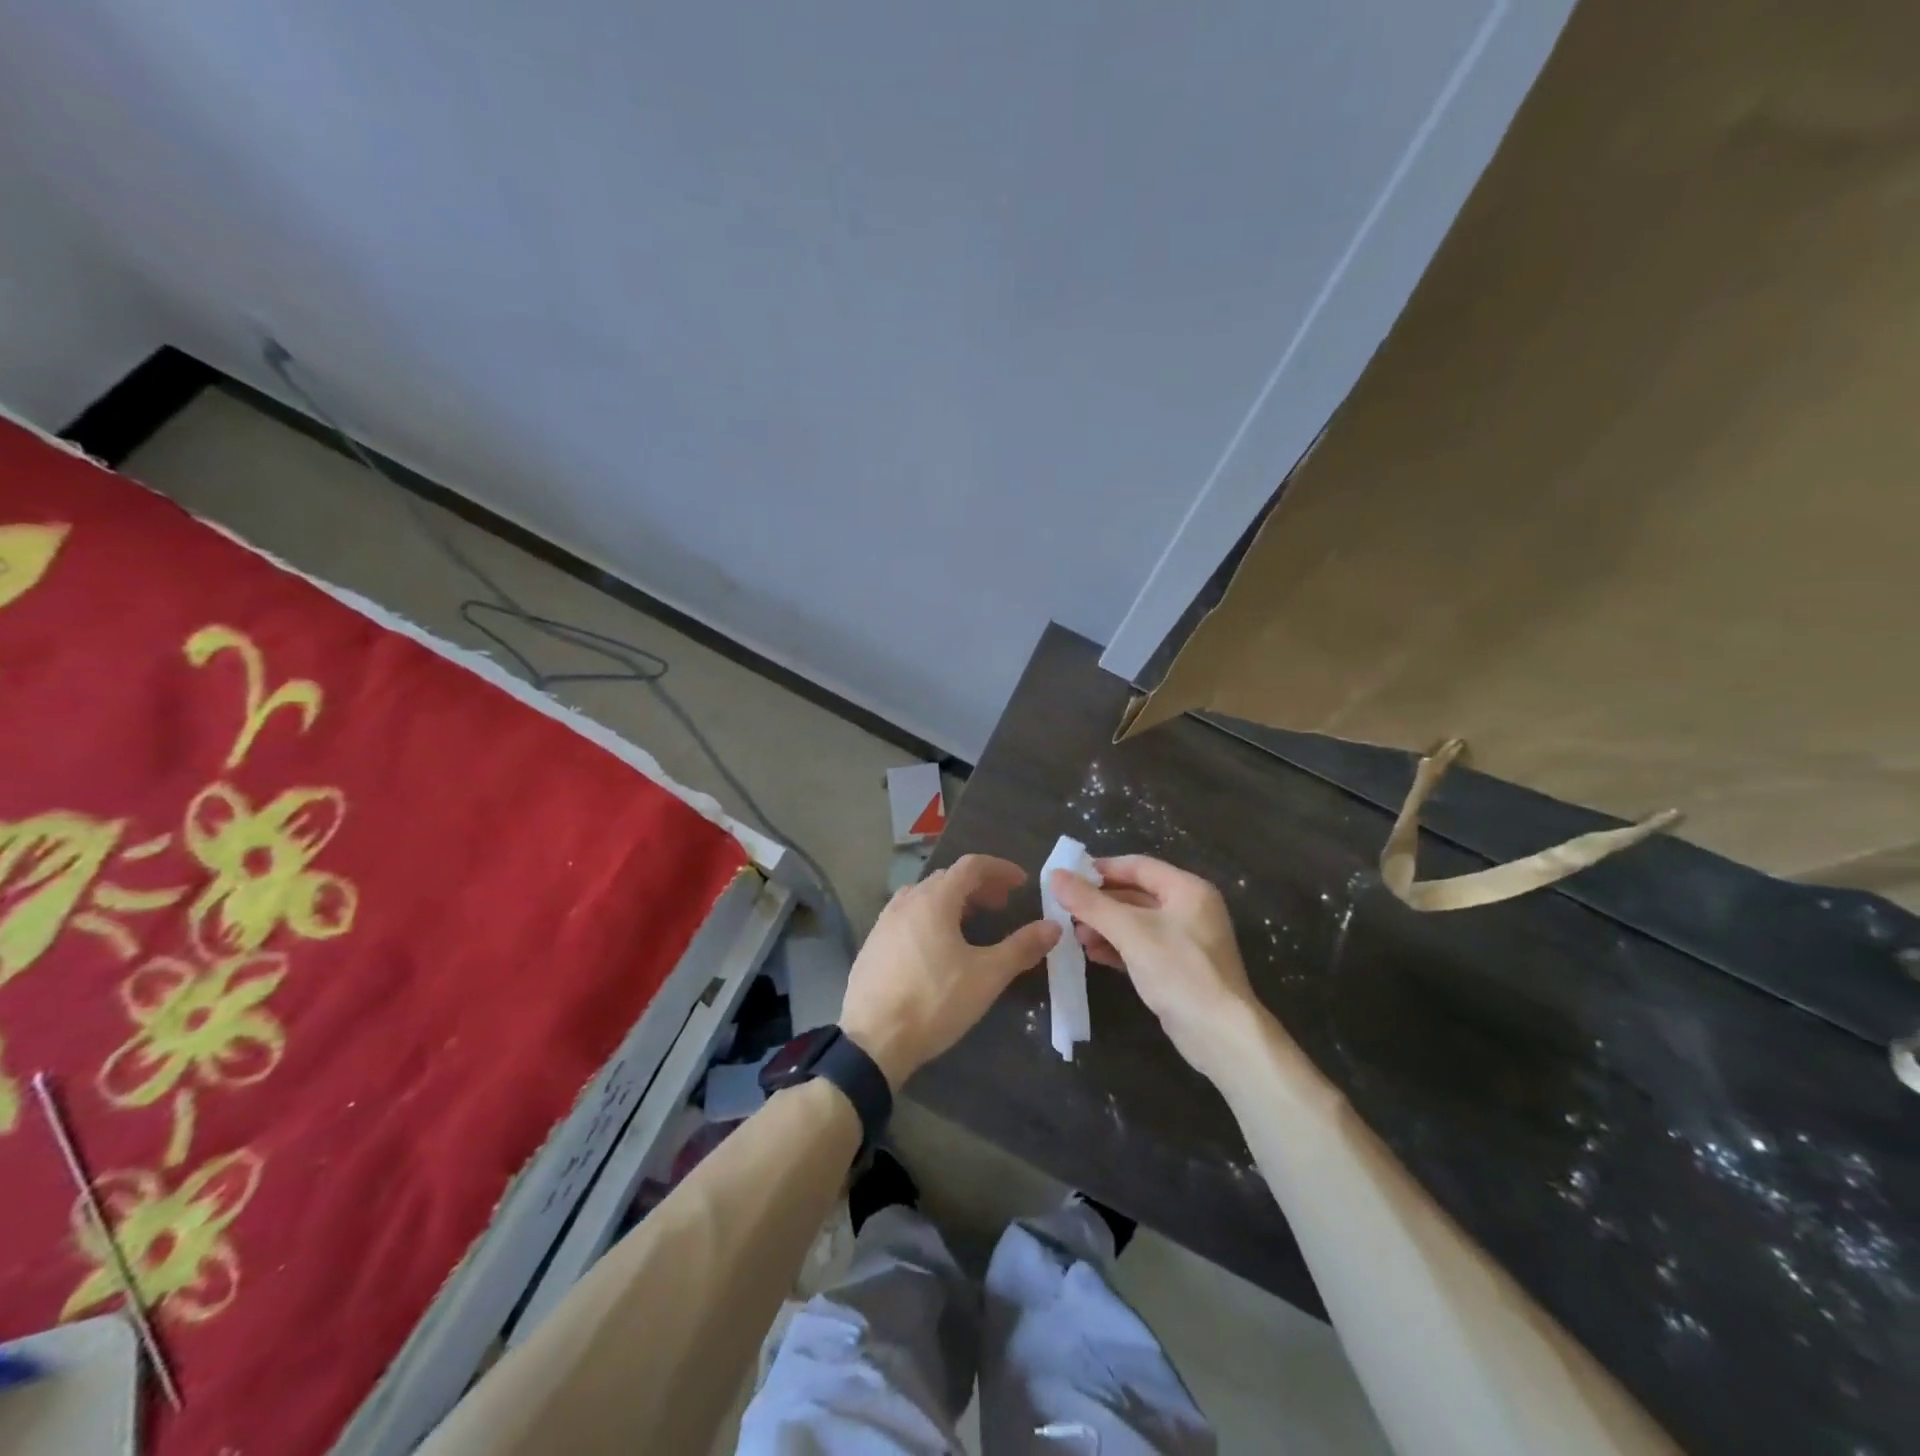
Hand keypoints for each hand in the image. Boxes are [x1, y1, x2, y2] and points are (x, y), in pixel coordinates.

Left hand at [840, 854, 1059, 1087]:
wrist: (873, 1041)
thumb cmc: (934, 1002)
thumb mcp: (987, 976)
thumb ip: (1022, 947)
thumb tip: (1053, 927)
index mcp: (934, 900)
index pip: (971, 866)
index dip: (999, 869)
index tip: (1022, 883)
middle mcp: (906, 902)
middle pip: (946, 879)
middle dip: (978, 886)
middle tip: (1001, 905)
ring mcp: (884, 923)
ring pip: (923, 897)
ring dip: (951, 901)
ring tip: (970, 923)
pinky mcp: (872, 946)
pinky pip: (906, 917)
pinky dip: (929, 918)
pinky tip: (936, 948)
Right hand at [1050, 855, 1264, 1083]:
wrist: (1220, 1034)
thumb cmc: (1178, 970)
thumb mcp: (1130, 932)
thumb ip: (1091, 903)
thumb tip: (1055, 875)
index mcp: (1187, 889)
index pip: (1138, 866)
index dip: (1102, 869)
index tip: (1068, 877)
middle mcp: (1190, 908)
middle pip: (1136, 894)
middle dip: (1100, 903)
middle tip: (1066, 911)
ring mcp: (1187, 940)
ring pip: (1137, 922)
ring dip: (1105, 926)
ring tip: (1075, 936)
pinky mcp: (1180, 968)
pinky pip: (1143, 947)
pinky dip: (1118, 947)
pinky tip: (1093, 955)